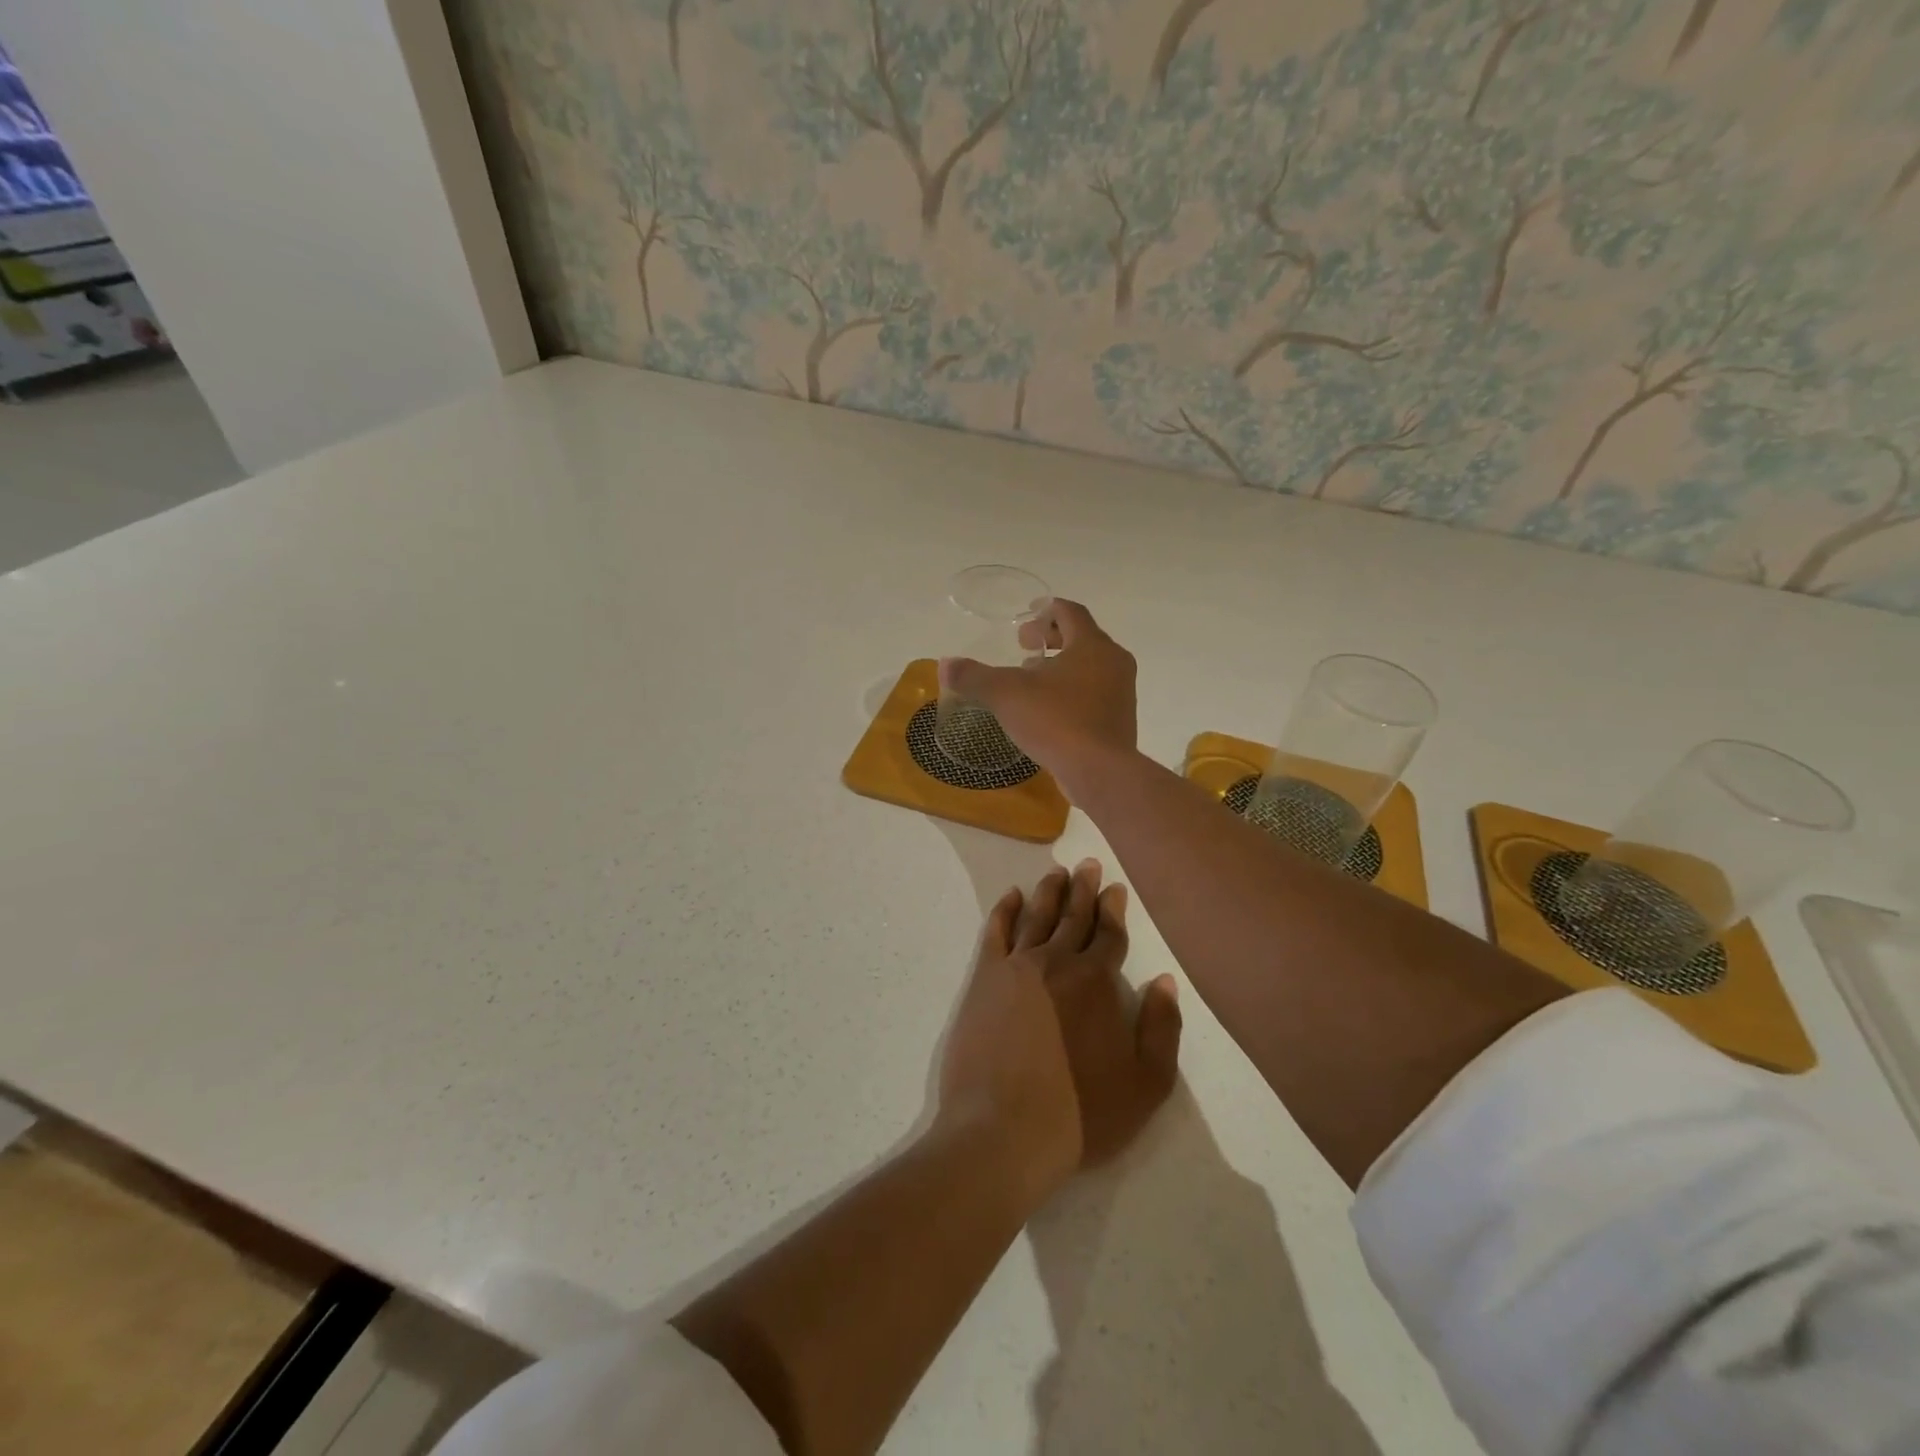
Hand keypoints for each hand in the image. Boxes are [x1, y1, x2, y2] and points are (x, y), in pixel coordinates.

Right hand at [938, 600, 1136, 794]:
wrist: (1100, 772)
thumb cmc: (1056, 721)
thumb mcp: (1006, 695)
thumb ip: (974, 677)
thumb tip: (945, 665)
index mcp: (1092, 645)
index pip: (1071, 612)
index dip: (1046, 610)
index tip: (1026, 616)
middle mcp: (1113, 662)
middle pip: (1082, 638)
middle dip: (1051, 639)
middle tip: (1023, 647)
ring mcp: (1121, 692)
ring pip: (1090, 667)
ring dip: (1061, 667)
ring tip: (1031, 680)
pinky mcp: (1119, 720)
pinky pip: (1094, 693)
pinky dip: (1072, 691)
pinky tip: (1048, 711)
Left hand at [938, 861, 1182, 1208]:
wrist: (1004, 1130)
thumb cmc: (1082, 1113)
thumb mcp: (1146, 1084)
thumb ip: (1162, 1028)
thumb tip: (1164, 980)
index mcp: (1097, 982)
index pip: (1109, 934)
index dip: (1114, 909)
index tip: (1115, 888)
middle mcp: (1058, 962)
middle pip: (1074, 916)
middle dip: (1083, 889)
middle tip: (1087, 863)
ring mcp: (1017, 967)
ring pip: (1036, 916)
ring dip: (1048, 892)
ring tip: (1056, 871)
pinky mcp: (985, 979)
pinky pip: (996, 932)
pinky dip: (1004, 910)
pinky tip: (1011, 896)